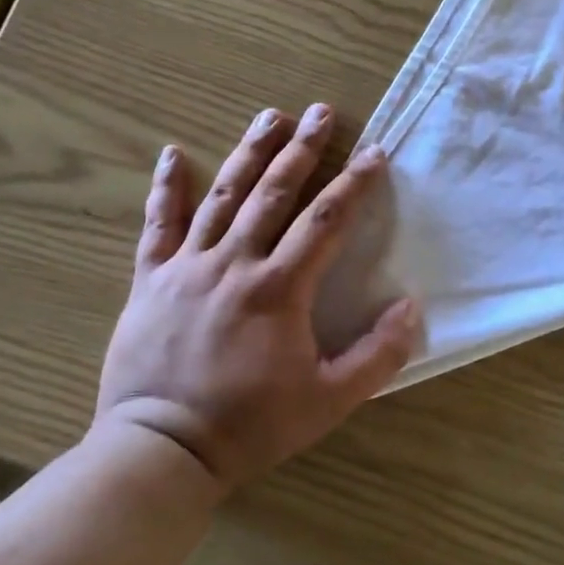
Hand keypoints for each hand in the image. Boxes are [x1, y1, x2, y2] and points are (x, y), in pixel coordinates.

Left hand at [95, 103, 420, 493]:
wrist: (160, 452)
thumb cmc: (251, 425)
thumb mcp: (329, 400)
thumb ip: (377, 354)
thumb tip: (412, 307)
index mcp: (279, 288)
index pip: (325, 220)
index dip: (355, 183)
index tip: (375, 152)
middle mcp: (235, 263)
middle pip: (274, 193)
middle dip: (302, 149)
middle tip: (322, 112)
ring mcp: (188, 267)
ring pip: (223, 197)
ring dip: (249, 152)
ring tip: (270, 116)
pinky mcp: (151, 280)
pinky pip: (158, 225)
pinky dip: (166, 188)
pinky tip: (173, 154)